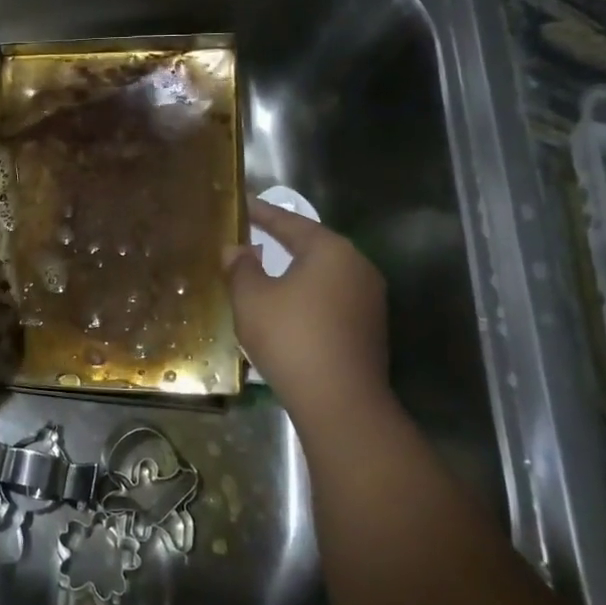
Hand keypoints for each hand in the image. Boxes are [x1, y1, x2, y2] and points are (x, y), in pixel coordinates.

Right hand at [227, 199, 395, 418]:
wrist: (340, 402)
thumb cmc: (291, 338)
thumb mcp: (252, 299)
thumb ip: (241, 267)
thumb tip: (236, 249)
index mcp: (331, 250)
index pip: (290, 222)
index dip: (262, 213)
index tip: (242, 203)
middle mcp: (357, 266)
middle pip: (312, 245)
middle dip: (281, 240)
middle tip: (251, 233)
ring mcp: (369, 298)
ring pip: (323, 274)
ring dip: (294, 270)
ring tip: (265, 267)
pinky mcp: (369, 327)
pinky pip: (331, 298)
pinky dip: (307, 295)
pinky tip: (287, 304)